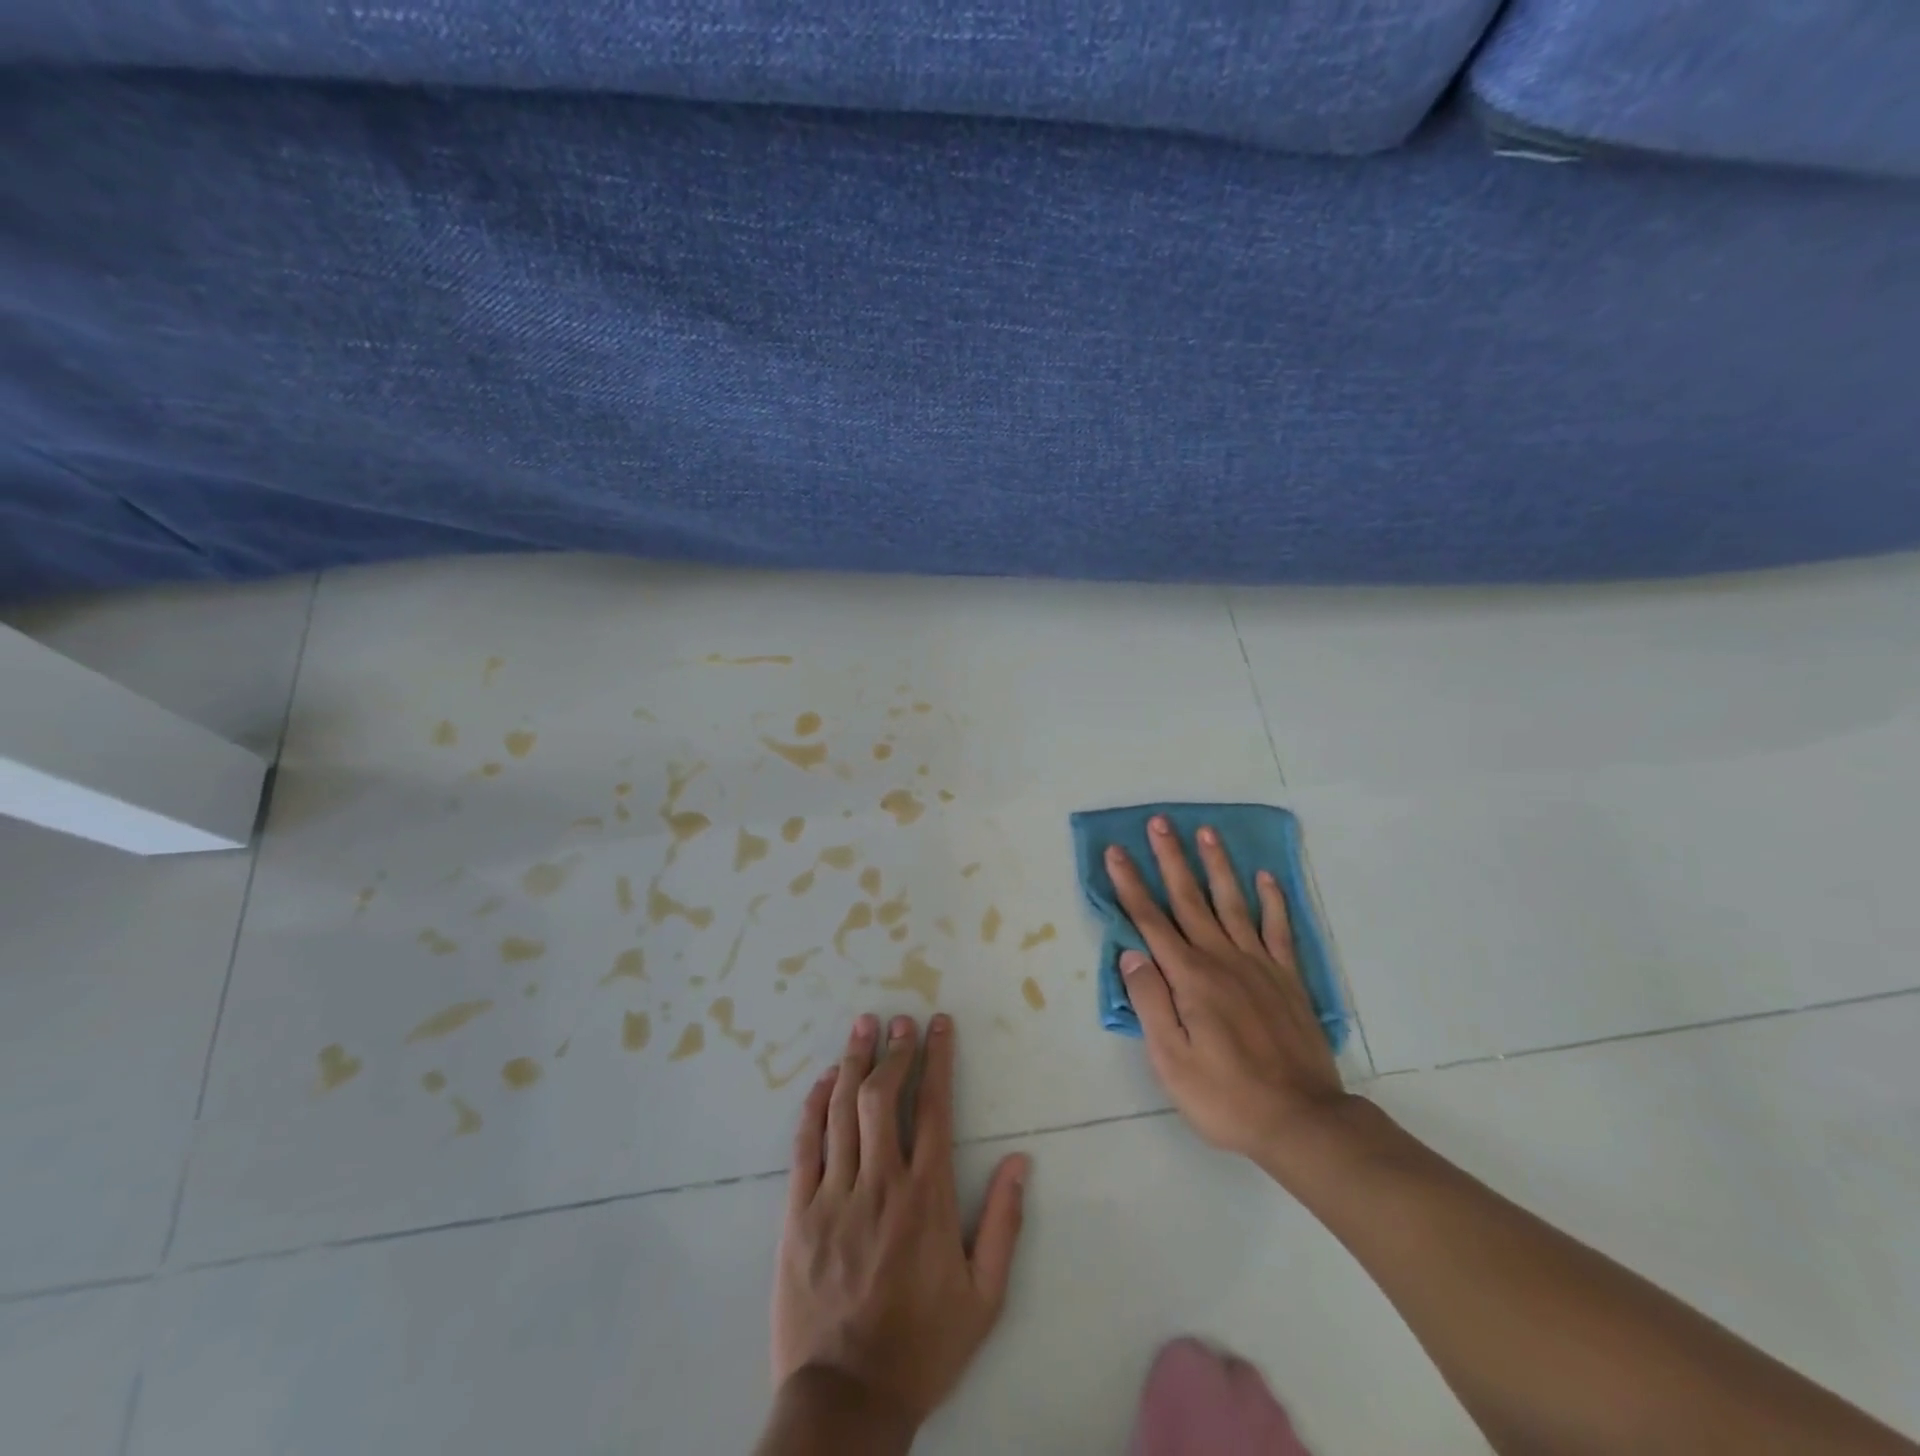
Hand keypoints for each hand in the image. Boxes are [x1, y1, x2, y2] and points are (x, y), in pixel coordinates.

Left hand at [772, 1012, 1029, 1433]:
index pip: (933, 1108)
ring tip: (862, 1026)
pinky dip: (812, 1107)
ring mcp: (834, 1195)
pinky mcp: (798, 1213)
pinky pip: (805, 1146)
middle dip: (894, 1050)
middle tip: (900, 1019)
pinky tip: (821, 1082)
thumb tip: (1021, 1162)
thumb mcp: (984, 1297)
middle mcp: (880, 1182)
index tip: (939, 1025)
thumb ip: (1003, 1224)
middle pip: (883, 1096)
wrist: (847, 1400)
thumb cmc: (922, 1345)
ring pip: (842, 1110)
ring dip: (853, 1062)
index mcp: (926, 1197)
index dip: (938, 1059)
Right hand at [1107, 817, 1352, 1172]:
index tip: (1116, 852)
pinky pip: (1279, 929)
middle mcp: (1222, 959)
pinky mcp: (1288, 978)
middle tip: (1160, 822)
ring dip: (1217, 866)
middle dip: (1170, 859)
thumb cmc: (1225, 1095)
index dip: (1130, 884)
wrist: (1301, 1120)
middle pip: (1190, 899)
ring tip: (1206, 832)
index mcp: (1189, 978)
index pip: (1151, 921)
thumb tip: (1131, 954)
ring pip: (1233, 903)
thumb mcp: (1171, 1060)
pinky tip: (1264, 877)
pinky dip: (1272, 900)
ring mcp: (1259, 965)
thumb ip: (1150, 1002)